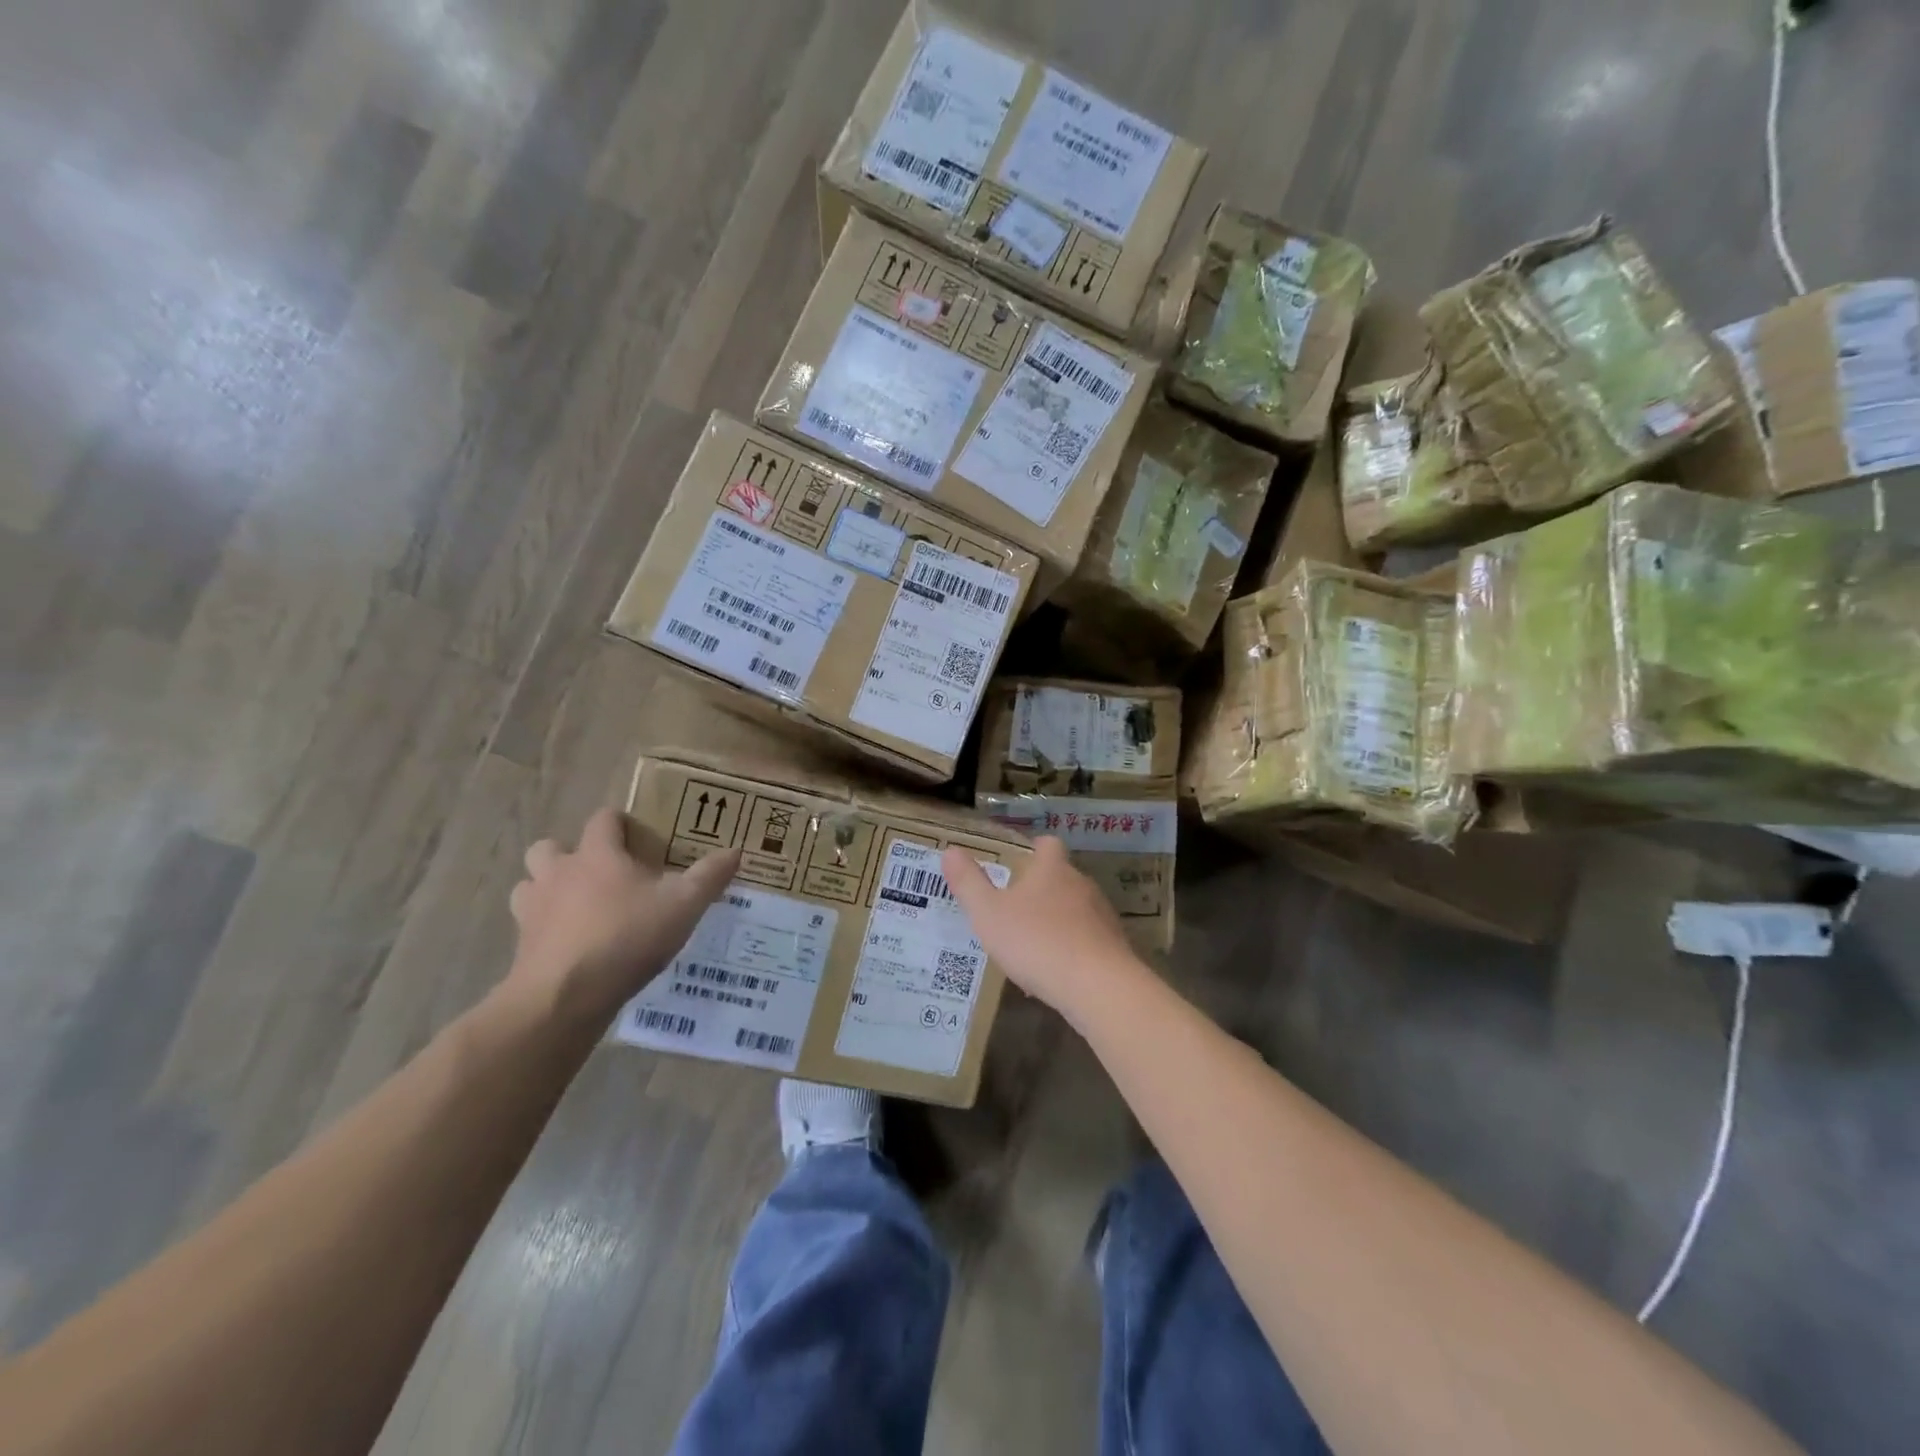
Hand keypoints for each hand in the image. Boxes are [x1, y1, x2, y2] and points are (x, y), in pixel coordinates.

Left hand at [508, 808, 741, 1021]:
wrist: (564, 996)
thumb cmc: (627, 937)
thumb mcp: (684, 905)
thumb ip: (709, 876)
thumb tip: (735, 851)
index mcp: (597, 855)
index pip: (603, 820)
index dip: (619, 823)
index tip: (638, 836)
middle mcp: (559, 873)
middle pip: (549, 847)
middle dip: (570, 854)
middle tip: (601, 873)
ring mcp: (533, 909)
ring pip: (530, 884)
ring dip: (548, 888)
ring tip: (577, 907)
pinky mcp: (521, 945)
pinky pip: (528, 925)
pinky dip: (544, 928)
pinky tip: (570, 944)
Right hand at [941, 837, 1145, 1020]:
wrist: (1098, 986)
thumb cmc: (1036, 941)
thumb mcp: (988, 913)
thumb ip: (969, 883)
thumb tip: (951, 852)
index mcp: (1052, 869)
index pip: (1048, 844)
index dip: (1034, 848)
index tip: (1017, 861)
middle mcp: (1081, 885)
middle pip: (1061, 877)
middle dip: (1040, 890)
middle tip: (1013, 908)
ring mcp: (1102, 916)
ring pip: (1074, 911)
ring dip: (1054, 923)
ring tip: (1029, 946)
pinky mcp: (1114, 947)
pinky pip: (1086, 942)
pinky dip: (1069, 951)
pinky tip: (1051, 975)